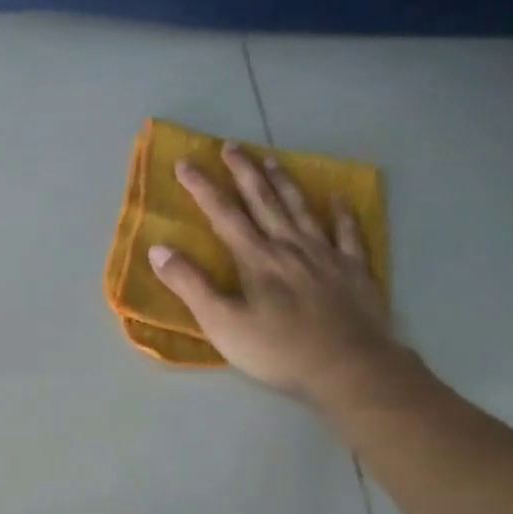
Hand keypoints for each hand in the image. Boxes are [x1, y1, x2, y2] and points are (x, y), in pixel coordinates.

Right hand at [147, 144, 410, 409]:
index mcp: (256, 259)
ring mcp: (325, 255)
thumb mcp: (221, 323)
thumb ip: (190, 285)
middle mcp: (289, 246)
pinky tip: (336, 197)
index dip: (203, 188)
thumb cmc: (277, 350)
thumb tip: (159, 249)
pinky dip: (340, 212)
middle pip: (264, 201)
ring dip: (283, 183)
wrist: (348, 367)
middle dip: (244, 172)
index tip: (185, 164)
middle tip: (231, 146)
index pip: (224, 214)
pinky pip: (346, 232)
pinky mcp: (353, 270)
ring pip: (301, 209)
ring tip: (271, 159)